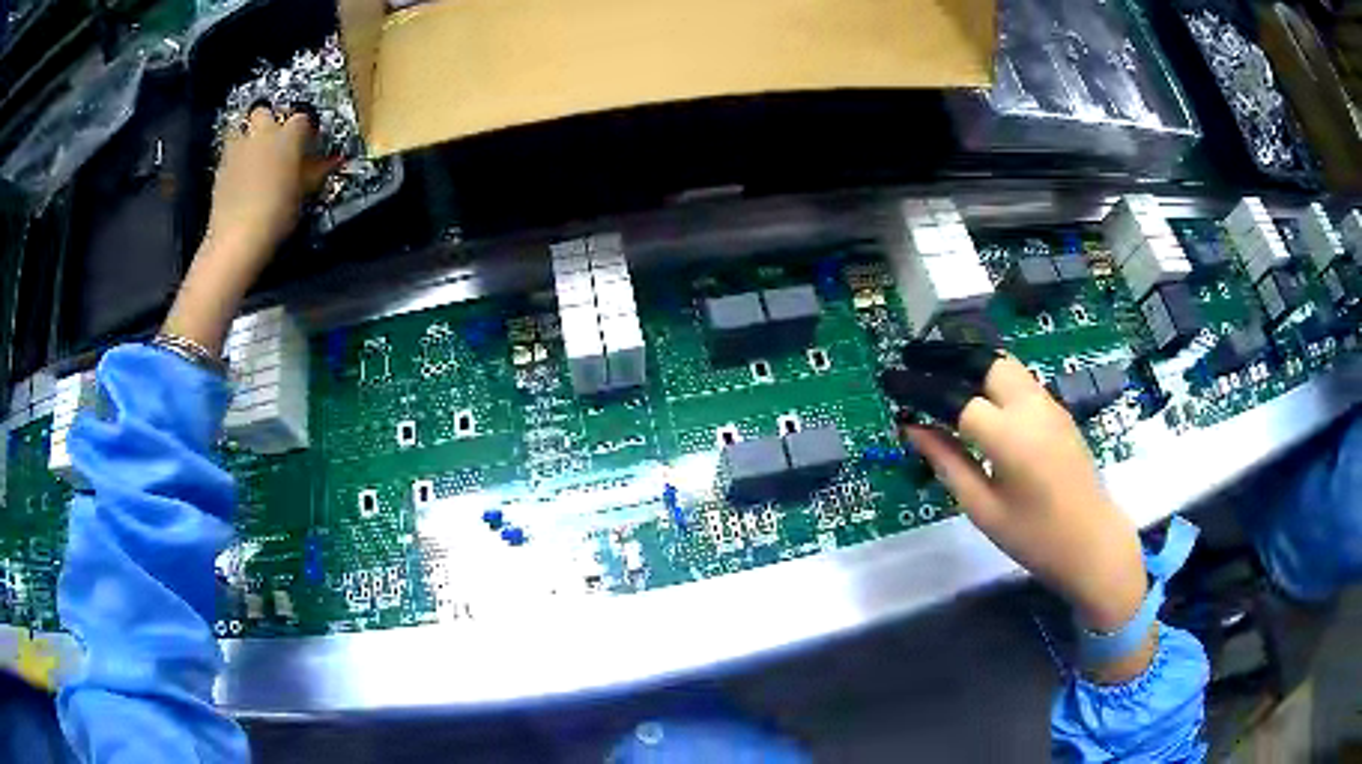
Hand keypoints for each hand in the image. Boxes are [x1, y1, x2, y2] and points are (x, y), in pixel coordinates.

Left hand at [204, 103, 333, 260]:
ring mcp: (237, 147)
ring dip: (248, 137)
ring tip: (253, 158)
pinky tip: (239, 178)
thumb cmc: (278, 214)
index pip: (302, 118)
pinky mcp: (219, 166)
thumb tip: (334, 160)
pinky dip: (235, 159)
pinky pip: (229, 152)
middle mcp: (262, 132)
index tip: (307, 146)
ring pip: (241, 128)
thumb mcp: (303, 193)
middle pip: (264, 112)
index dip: (305, 130)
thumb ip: (316, 171)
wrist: (237, 238)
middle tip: (274, 145)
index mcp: (288, 135)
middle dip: (268, 123)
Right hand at [893, 354, 1151, 680]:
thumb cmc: (1034, 536)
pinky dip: (992, 377)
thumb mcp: (982, 507)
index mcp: (1007, 435)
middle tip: (914, 364)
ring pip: (1004, 365)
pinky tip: (978, 395)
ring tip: (941, 373)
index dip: (918, 387)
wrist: (1093, 542)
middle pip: (983, 362)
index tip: (890, 383)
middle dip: (946, 358)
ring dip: (971, 363)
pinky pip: (1020, 379)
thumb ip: (946, 462)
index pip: (953, 396)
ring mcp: (1048, 404)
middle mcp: (1029, 406)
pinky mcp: (1058, 411)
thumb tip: (911, 427)